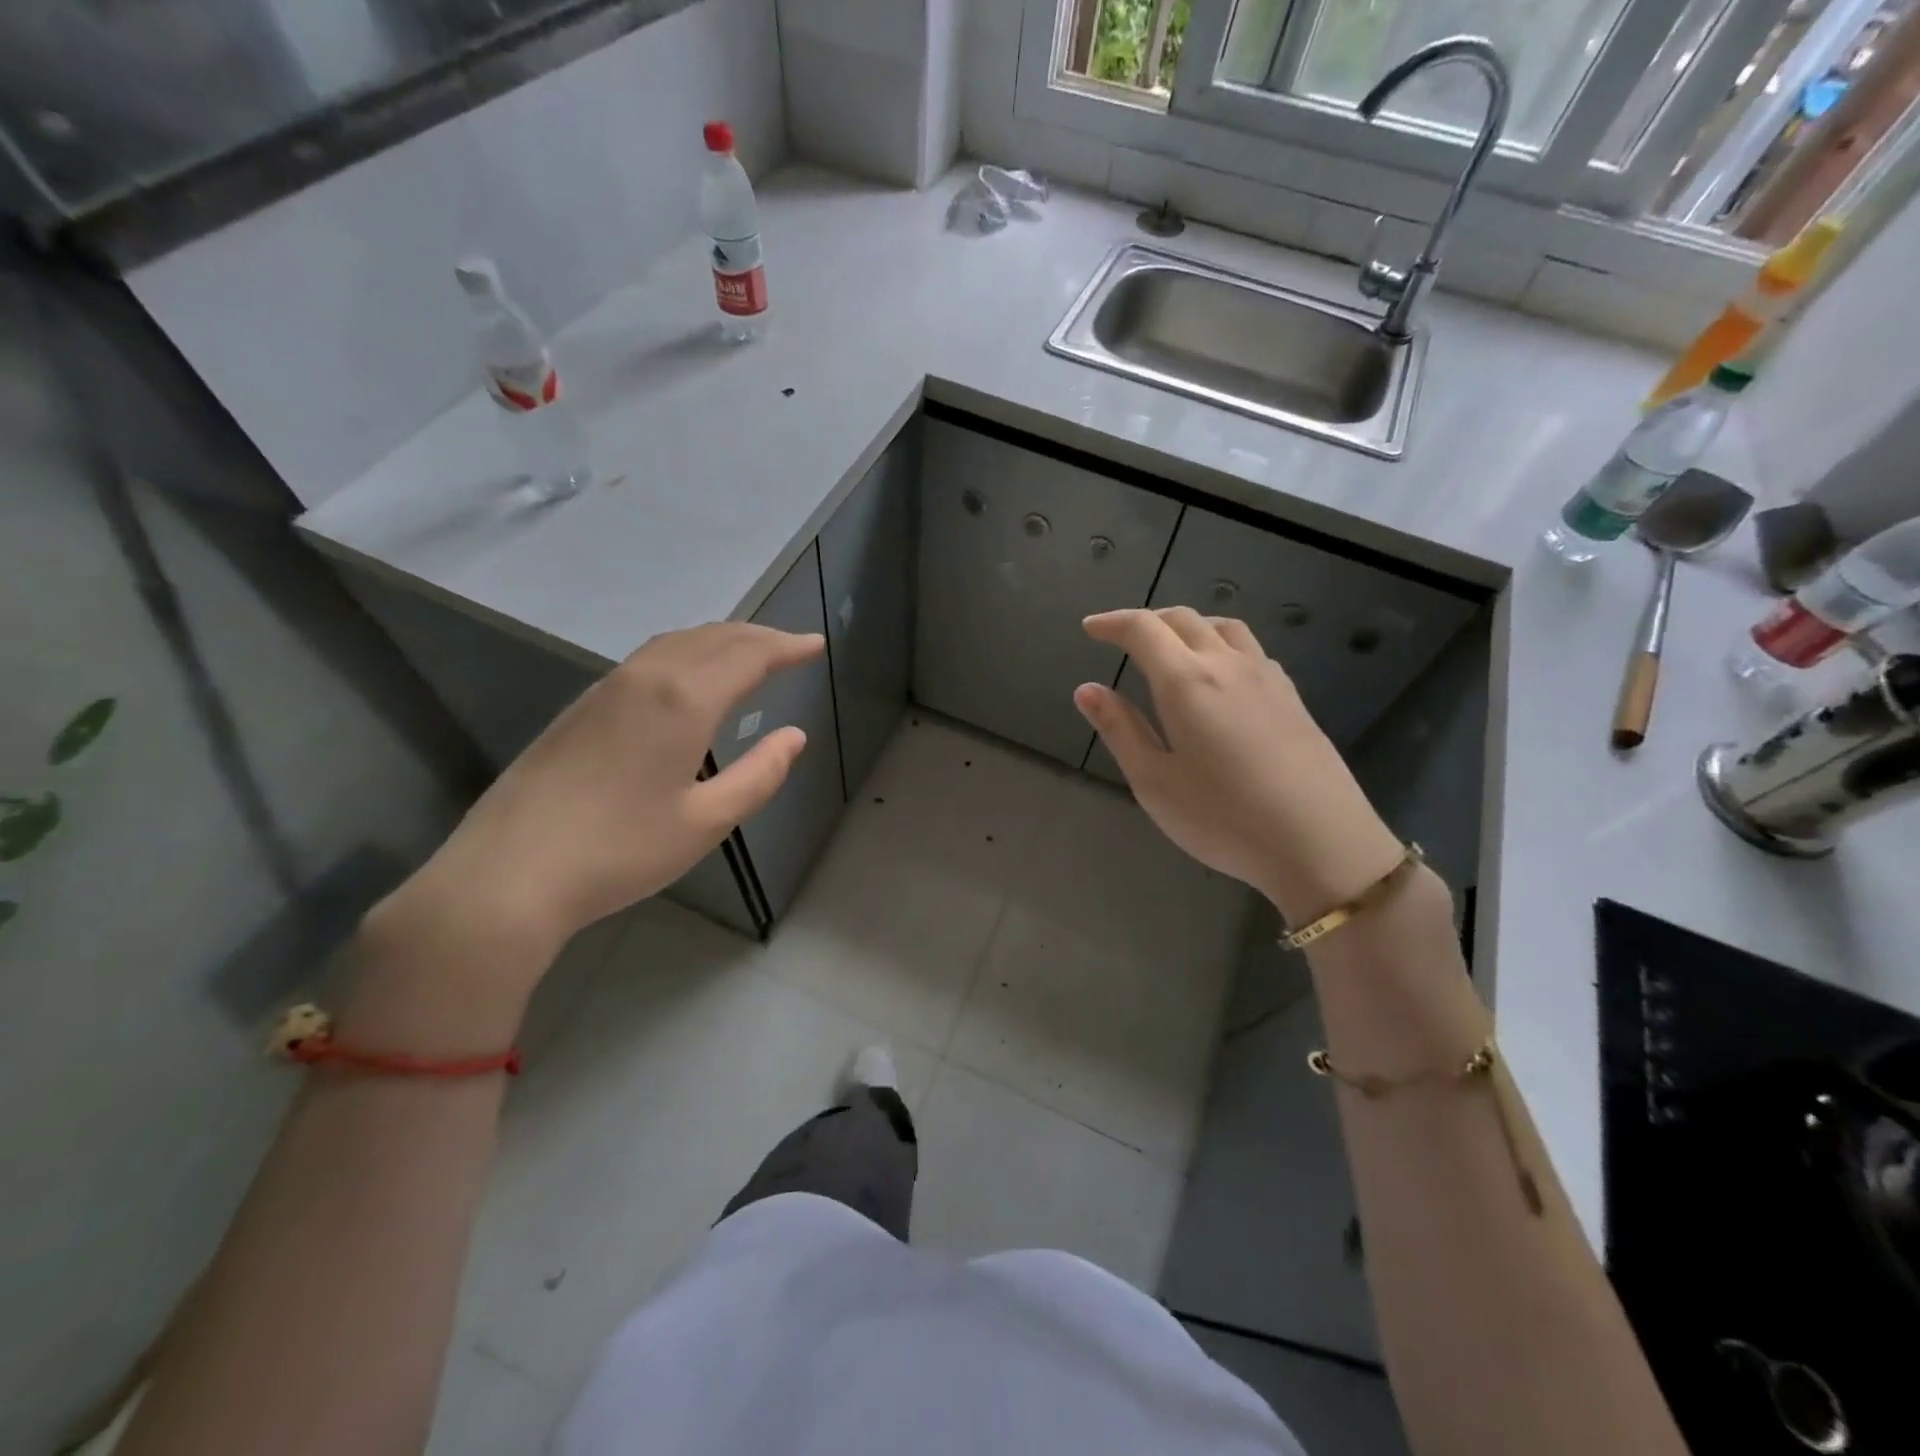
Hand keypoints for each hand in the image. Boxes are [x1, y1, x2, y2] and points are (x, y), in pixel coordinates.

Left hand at [403, 623, 822, 961]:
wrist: (510, 873)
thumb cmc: (621, 851)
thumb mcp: (706, 822)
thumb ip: (758, 775)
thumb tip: (794, 736)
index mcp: (684, 701)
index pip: (749, 656)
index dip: (787, 647)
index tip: (817, 643)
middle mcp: (647, 679)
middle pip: (713, 638)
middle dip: (759, 636)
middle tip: (792, 645)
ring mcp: (607, 688)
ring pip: (677, 642)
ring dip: (721, 639)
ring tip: (749, 651)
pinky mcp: (582, 706)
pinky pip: (649, 658)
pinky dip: (687, 651)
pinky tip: (689, 675)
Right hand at [1074, 608, 1403, 925]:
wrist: (1322, 842)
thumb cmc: (1223, 818)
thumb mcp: (1154, 781)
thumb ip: (1119, 729)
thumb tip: (1086, 689)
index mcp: (1186, 681)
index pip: (1143, 629)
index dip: (1112, 623)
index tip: (1090, 628)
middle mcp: (1228, 664)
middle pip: (1183, 619)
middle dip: (1147, 621)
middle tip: (1122, 638)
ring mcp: (1267, 677)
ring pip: (1223, 627)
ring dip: (1188, 626)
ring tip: (1170, 647)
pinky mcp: (1292, 697)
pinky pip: (1250, 649)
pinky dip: (1221, 644)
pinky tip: (1219, 675)